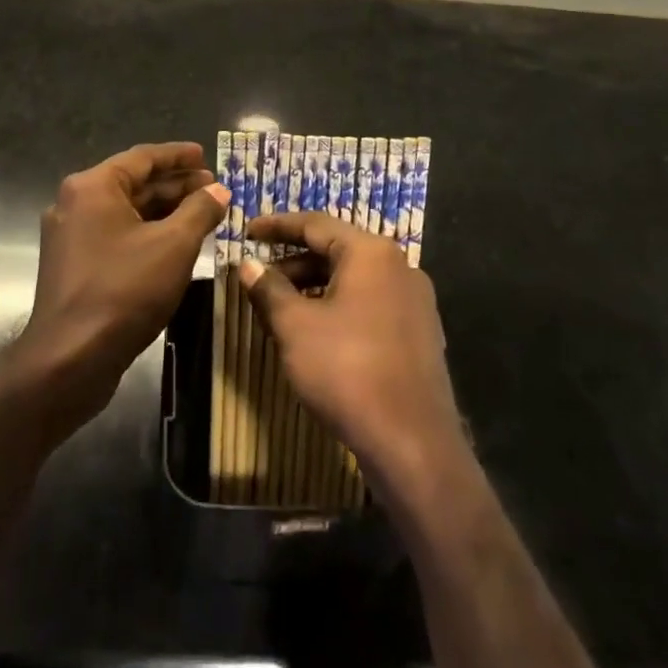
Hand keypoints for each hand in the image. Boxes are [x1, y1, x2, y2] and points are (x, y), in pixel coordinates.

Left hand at [18, 141, 230, 416]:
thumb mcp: (174, 245)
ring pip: (125, 212)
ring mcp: (70, 236)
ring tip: (202, 215)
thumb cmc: (124, 290)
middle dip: (175, 185)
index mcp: (93, 186)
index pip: (143, 157)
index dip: (179, 156)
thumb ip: (200, 211)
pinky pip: (115, 235)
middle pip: (133, 183)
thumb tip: (219, 190)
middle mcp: (75, 203)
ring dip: (163, 211)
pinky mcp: (73, 266)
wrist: (70, 358)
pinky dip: (146, 233)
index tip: (206, 155)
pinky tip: (174, 244)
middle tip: (213, 189)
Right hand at [241, 211, 465, 501]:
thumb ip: (269, 289)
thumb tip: (248, 265)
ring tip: (280, 309)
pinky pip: (370, 304)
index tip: (247, 231)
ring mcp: (414, 301)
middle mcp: (399, 266)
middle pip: (337, 250)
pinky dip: (339, 307)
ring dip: (315, 288)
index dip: (277, 226)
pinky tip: (315, 333)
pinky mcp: (419, 333)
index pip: (315, 224)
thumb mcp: (295, 327)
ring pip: (354, 280)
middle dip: (294, 263)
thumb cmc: (347, 371)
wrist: (413, 443)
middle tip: (259, 278)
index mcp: (371, 253)